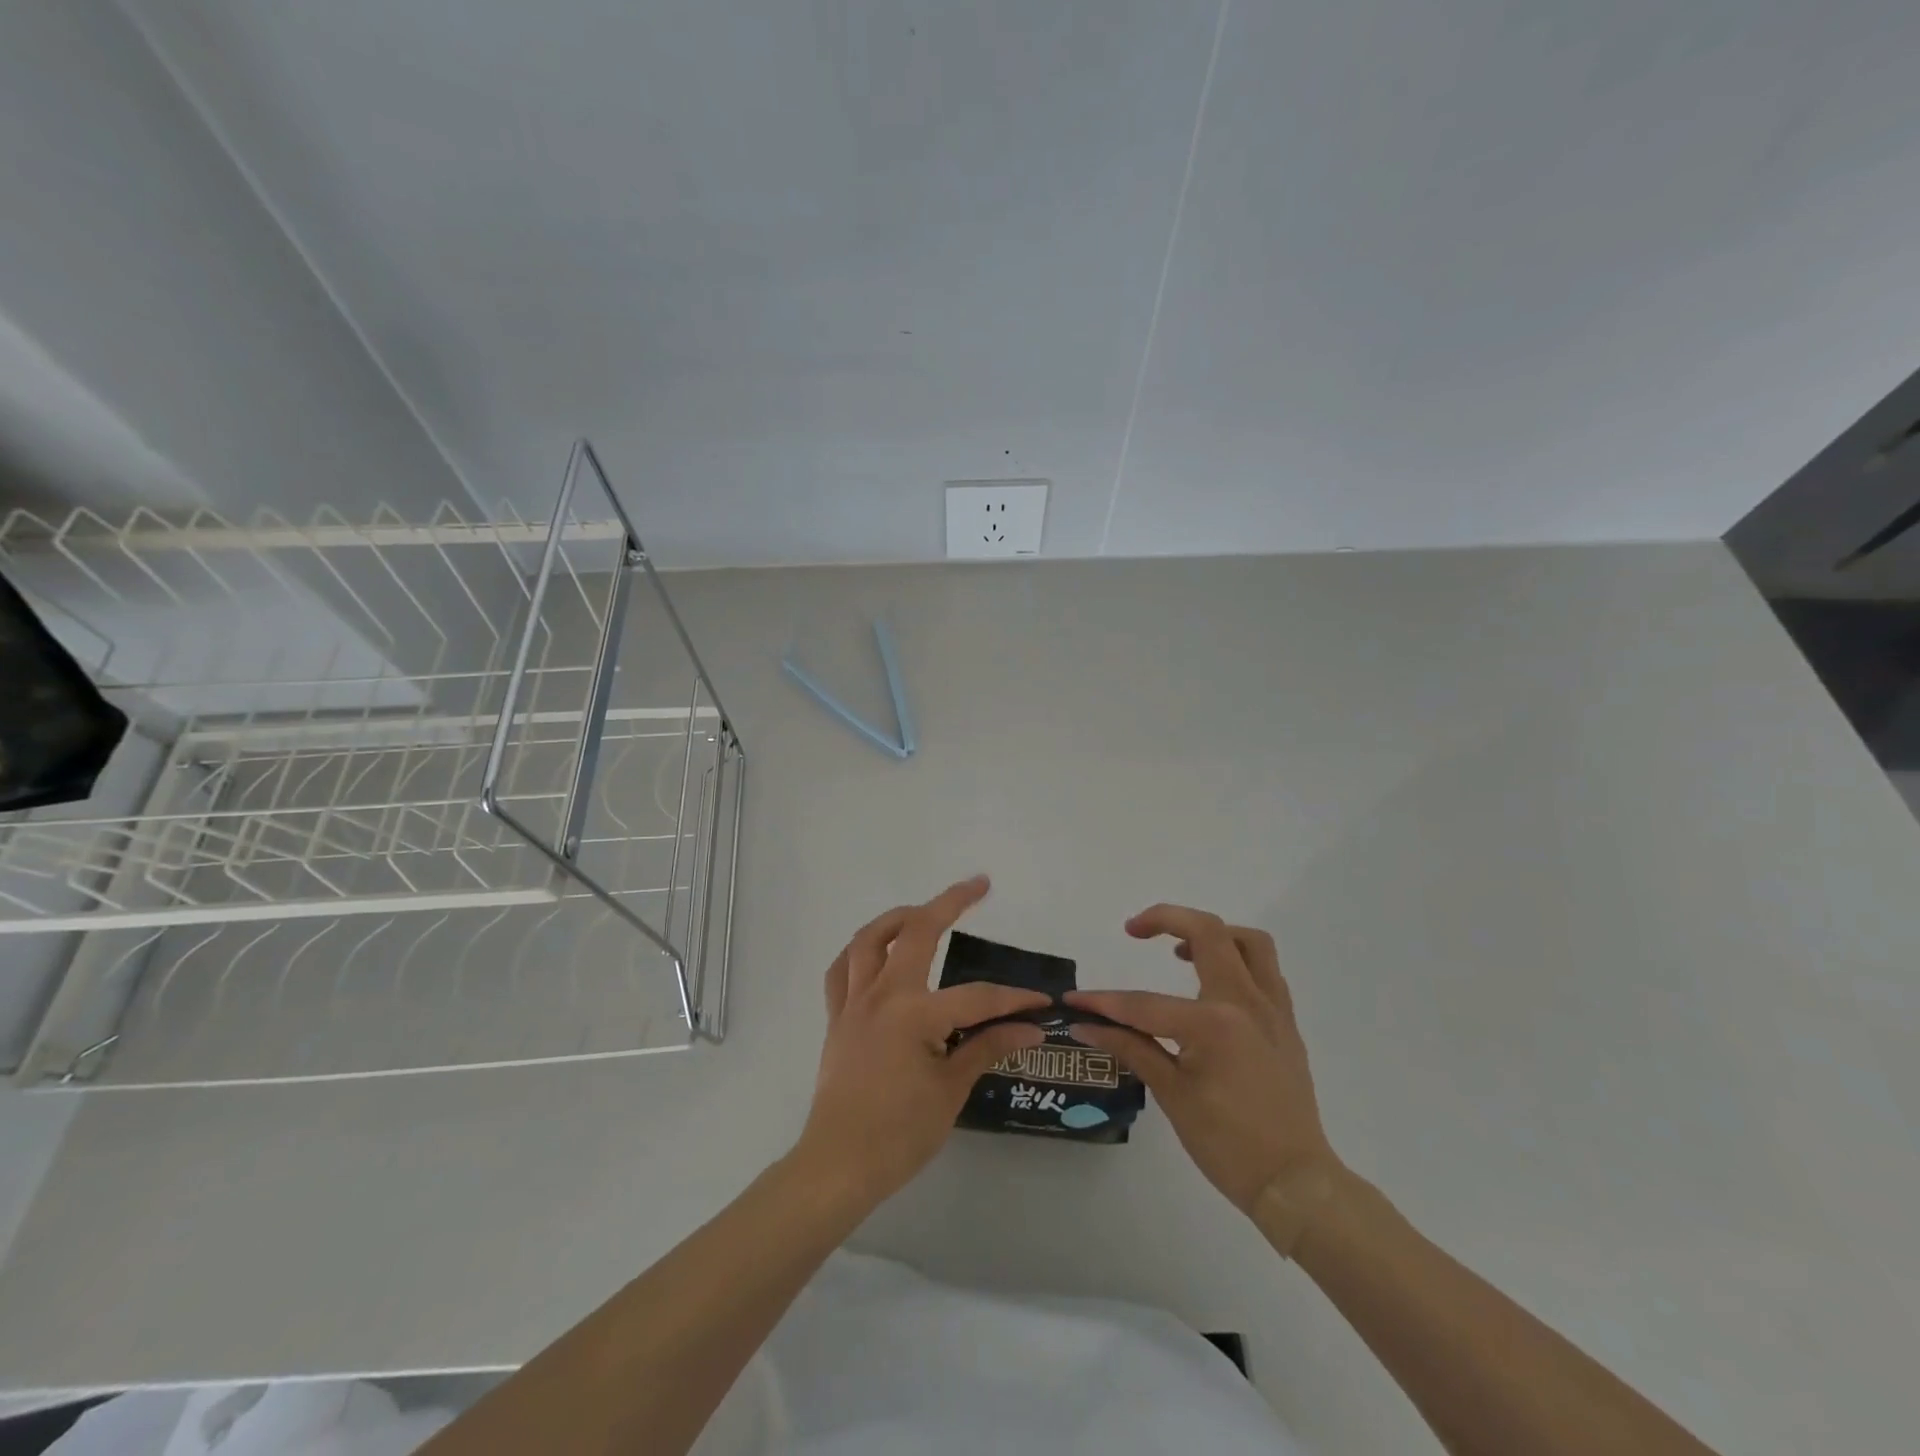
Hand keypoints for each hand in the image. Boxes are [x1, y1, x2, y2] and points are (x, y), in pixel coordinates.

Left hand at [793, 875, 1048, 1208]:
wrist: (838, 1165)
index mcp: (915, 1014)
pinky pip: (841, 970)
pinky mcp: (837, 1017)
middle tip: (978, 885)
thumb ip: (987, 1049)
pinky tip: (876, 953)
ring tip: (923, 911)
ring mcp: (854, 1002)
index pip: (976, 997)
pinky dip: (859, 952)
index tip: (1041, 1003)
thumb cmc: (899, 1134)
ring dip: (898, 917)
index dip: (1012, 999)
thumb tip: (1030, 1029)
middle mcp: (883, 994)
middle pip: (917, 931)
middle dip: (950, 902)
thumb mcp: (951, 1090)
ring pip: (869, 939)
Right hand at [1068, 905, 1339, 1216]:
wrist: (1295, 1184)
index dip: (1104, 1003)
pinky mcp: (1285, 1022)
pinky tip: (1212, 983)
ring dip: (1211, 933)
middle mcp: (1246, 1002)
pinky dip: (1237, 960)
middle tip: (1134, 930)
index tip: (1074, 1000)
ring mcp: (1272, 1009)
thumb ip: (1130, 1047)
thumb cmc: (1228, 1145)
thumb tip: (1086, 1025)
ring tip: (1179, 951)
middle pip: (1209, 932)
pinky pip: (1265, 970)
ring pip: (1247, 941)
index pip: (1145, 1003)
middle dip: (1165, 920)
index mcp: (1214, 1023)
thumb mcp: (1172, 1094)